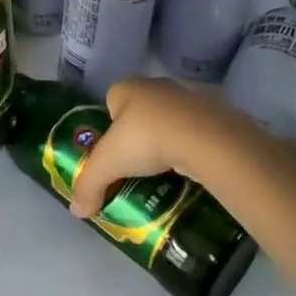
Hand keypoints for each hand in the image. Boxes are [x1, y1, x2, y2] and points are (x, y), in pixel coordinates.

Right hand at [70, 77, 257, 218]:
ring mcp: (191, 96)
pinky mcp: (217, 111)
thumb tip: (77, 211)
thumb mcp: (107, 165)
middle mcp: (158, 85)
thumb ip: (88, 185)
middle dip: (140, 132)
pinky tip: (192, 165)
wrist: (206, 140)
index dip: (110, 125)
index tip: (114, 152)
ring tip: (167, 168)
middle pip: (142, 109)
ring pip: (172, 118)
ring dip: (170, 137)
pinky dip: (195, 144)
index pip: (111, 100)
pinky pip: (199, 129)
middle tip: (138, 163)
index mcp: (128, 88)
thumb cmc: (146, 140)